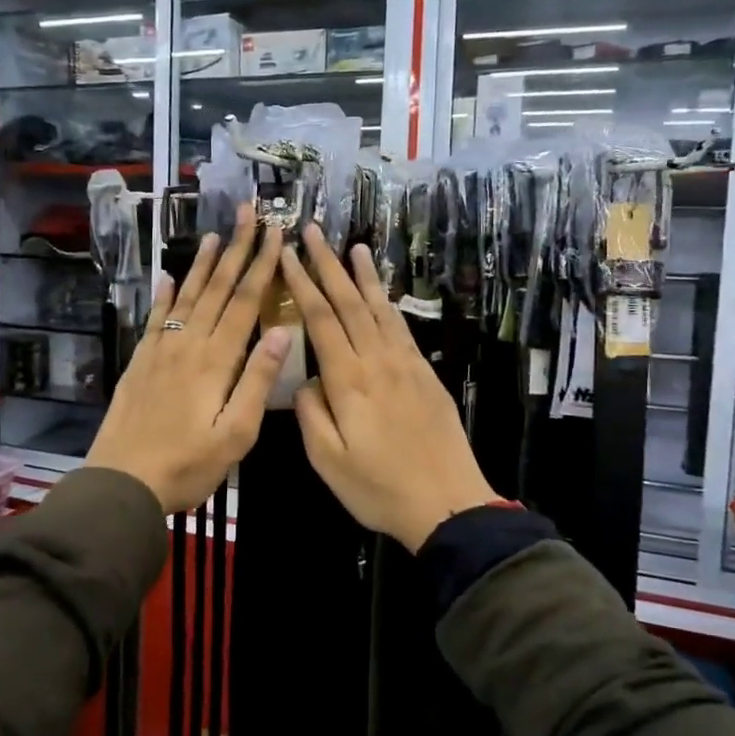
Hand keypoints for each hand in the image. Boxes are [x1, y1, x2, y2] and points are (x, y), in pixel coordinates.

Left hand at [87, 207, 289, 512]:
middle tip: (246, 213)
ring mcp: (160, 351)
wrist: (123, 483)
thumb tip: (282, 332)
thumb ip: (257, 382)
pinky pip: (155, 319)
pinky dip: (162, 295)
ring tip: (213, 234)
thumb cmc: (188, 465)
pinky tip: (166, 277)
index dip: (262, 266)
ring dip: (201, 264)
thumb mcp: (236, 434)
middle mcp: (188, 345)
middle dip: (235, 249)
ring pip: (185, 297)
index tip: (276, 233)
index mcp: (216, 361)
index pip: (245, 302)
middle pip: (216, 289)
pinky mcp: (140, 363)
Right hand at [281, 227, 500, 552]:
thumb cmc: (379, 488)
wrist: (447, 503)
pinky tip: (384, 293)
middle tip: (314, 231)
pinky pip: (402, 327)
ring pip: (380, 309)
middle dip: (328, 265)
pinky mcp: (425, 374)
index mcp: (348, 381)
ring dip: (364, 276)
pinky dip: (389, 303)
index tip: (287, 254)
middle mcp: (378, 361)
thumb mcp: (328, 460)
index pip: (320, 320)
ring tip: (355, 246)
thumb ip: (311, 413)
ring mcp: (406, 365)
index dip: (302, 284)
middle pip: (350, 303)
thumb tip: (305, 379)